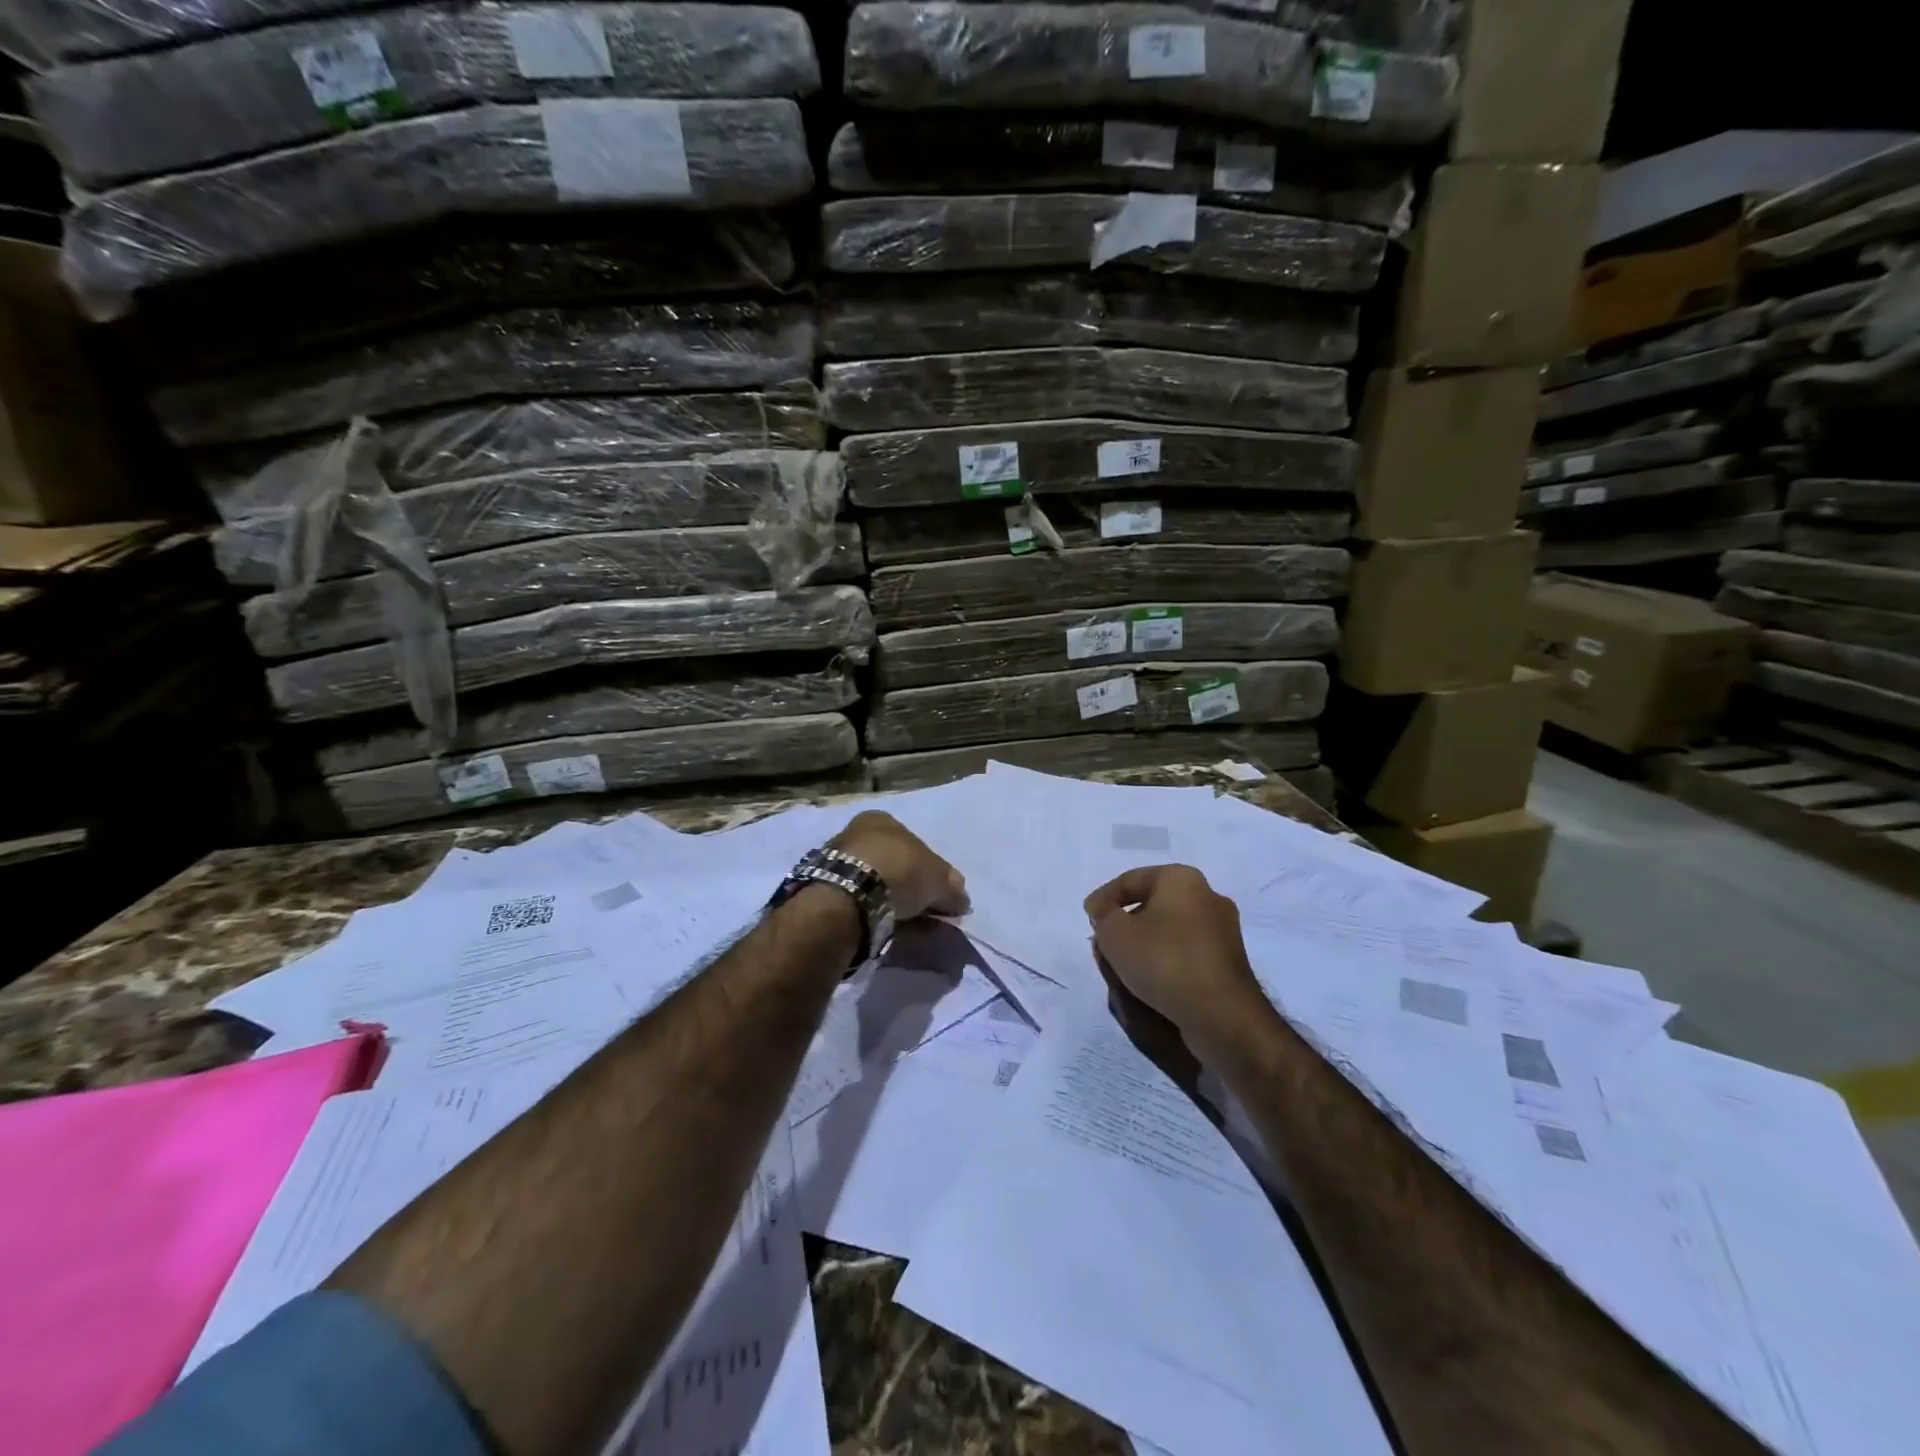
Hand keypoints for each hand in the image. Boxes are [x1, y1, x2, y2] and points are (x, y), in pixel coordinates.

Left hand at [831, 811, 968, 920]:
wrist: (848, 896)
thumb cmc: (898, 870)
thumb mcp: (937, 877)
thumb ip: (951, 887)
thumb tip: (961, 898)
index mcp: (881, 819)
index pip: (914, 842)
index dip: (932, 869)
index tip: (942, 893)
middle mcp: (857, 834)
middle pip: (895, 864)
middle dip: (913, 888)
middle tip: (930, 912)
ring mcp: (838, 863)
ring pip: (878, 885)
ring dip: (896, 904)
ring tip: (914, 927)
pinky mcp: (827, 892)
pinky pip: (863, 903)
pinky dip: (879, 914)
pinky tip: (892, 930)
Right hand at [1083, 865, 1272, 1061]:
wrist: (1221, 1014)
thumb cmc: (1163, 960)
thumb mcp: (1115, 934)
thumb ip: (1103, 915)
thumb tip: (1106, 911)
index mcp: (1182, 879)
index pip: (1131, 880)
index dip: (1103, 898)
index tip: (1087, 919)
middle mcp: (1207, 896)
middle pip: (1152, 904)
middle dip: (1125, 922)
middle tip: (1103, 942)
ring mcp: (1222, 930)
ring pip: (1169, 929)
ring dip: (1143, 943)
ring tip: (1121, 965)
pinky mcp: (1228, 961)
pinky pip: (1186, 951)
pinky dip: (1164, 959)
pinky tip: (1148, 979)